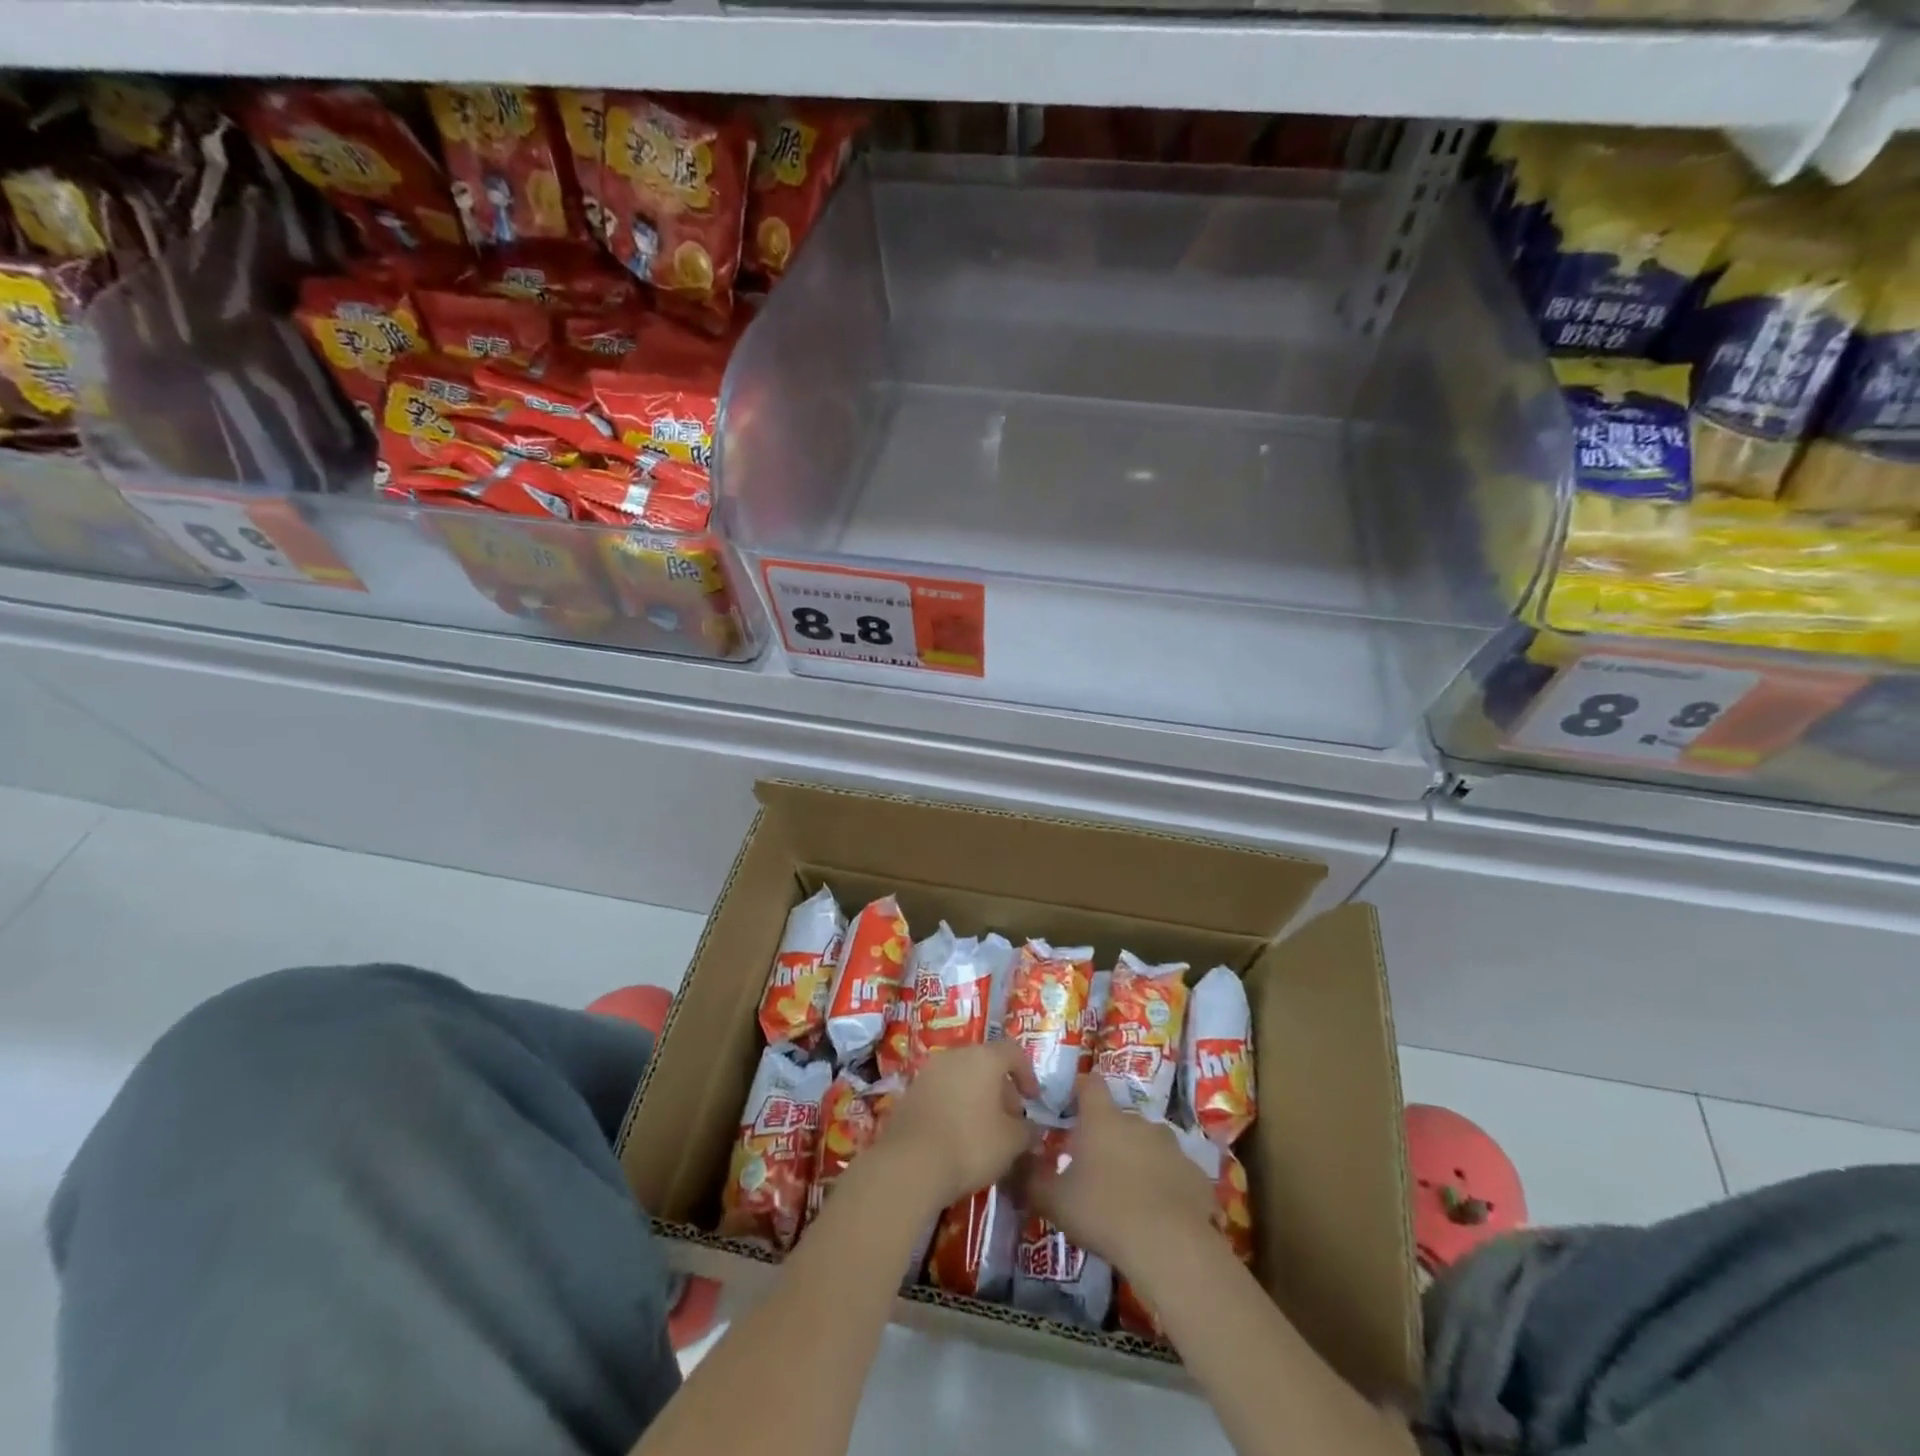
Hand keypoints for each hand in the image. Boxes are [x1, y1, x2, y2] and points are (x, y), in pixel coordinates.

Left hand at [869, 1040, 1039, 1212]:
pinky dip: (955, 1105)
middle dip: (1002, 1088)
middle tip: (1010, 1120)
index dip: (1027, 1074)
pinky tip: (957, 1134)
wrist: (911, 1163)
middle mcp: (955, 1055)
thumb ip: (1028, 1131)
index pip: (1013, 1052)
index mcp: (984, 1057)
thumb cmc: (971, 1144)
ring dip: (977, 1097)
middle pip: (986, 1063)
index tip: (1033, 1100)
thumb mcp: (1012, 1143)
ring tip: (985, 1129)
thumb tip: (1032, 1129)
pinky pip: (942, 1091)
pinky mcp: (910, 1091)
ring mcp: (929, 1071)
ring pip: (962, 1076)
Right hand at [1025, 1078, 1214, 1271]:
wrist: (1169, 1245)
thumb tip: (1010, 1169)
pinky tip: (1161, 1215)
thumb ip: (1030, 1182)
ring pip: (1151, 1145)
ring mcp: (1172, 1146)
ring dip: (1141, 1160)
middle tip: (1097, 1168)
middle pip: (1121, 1119)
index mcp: (1103, 1119)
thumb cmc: (1103, 1211)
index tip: (1072, 1107)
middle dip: (1110, 1137)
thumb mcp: (1055, 1201)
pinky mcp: (1197, 1176)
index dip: (1081, 1091)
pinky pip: (1177, 1174)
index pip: (1090, 1084)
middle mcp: (1139, 1121)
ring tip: (1131, 1195)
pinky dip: (1168, 1187)